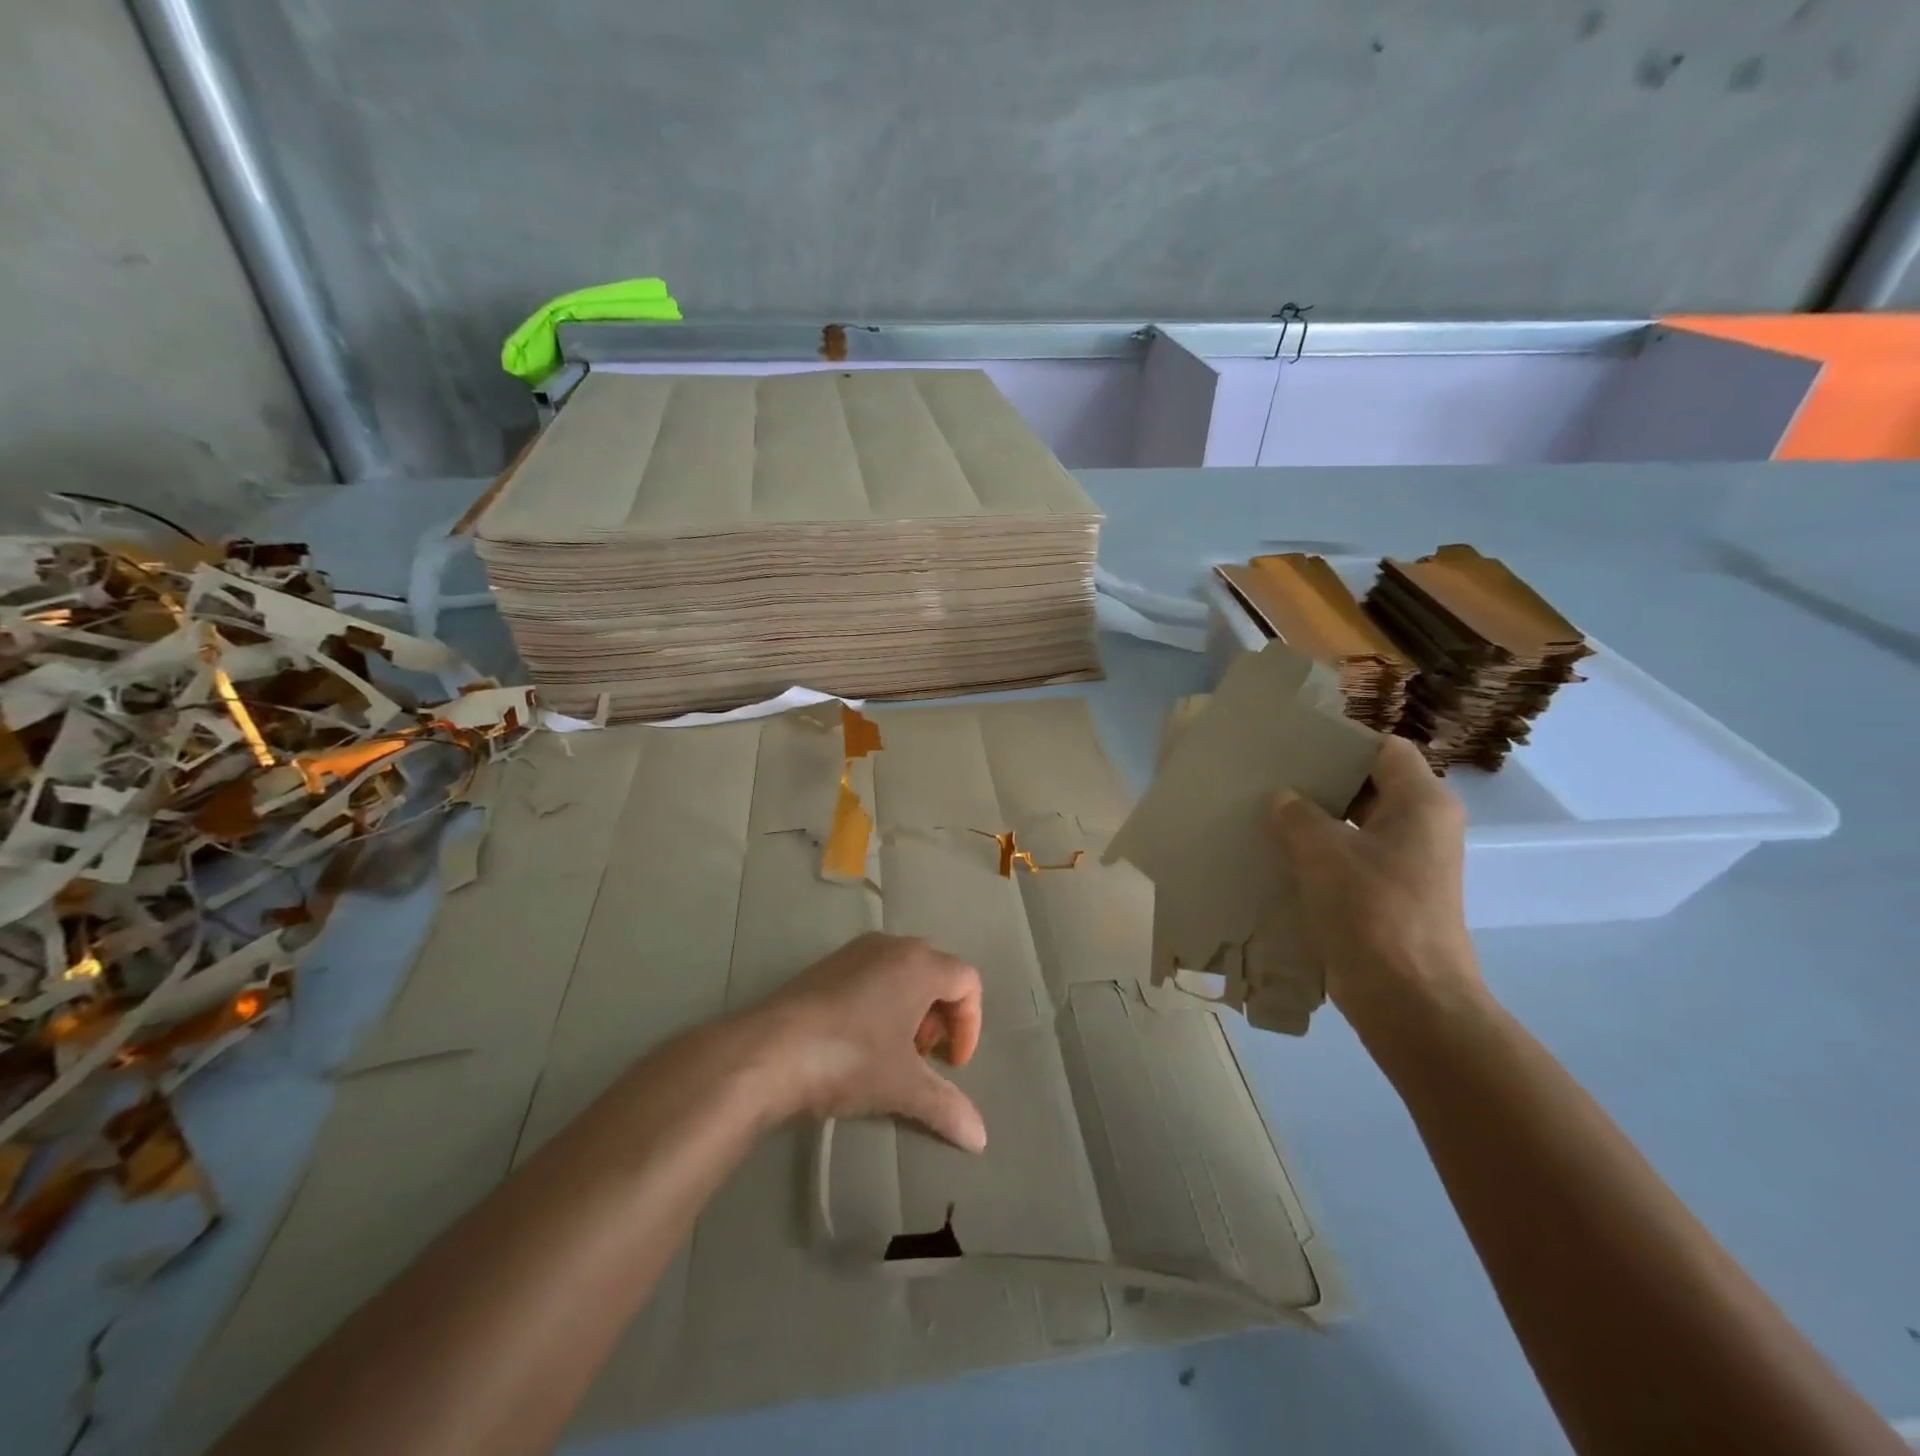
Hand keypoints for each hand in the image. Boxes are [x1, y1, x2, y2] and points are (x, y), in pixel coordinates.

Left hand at [746, 932, 986, 1152]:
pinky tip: (858, 1041)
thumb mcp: (903, 1087)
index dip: (970, 1025)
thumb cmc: (850, 1059)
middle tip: (924, 1056)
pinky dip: (880, 1002)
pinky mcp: (826, 964)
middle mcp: (892, 946)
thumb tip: (980, 1139)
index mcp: (920, 964)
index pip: (967, 982)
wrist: (770, 1051)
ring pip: (902, 972)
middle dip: (940, 1016)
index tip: (951, 1065)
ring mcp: (855, 951)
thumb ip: (947, 1107)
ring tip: (892, 1052)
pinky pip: (871, 974)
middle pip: (936, 973)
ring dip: (910, 1010)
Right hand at [1268, 734, 1483, 1037]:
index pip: (1384, 749)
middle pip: (1370, 785)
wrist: (1408, 999)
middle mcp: (1422, 826)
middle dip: (1321, 782)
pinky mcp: (1390, 894)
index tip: (1295, 745)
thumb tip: (1283, 798)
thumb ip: (1297, 814)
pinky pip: (1352, 857)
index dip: (1341, 743)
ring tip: (1265, 812)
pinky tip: (1278, 855)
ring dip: (1316, 820)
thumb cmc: (1372, 910)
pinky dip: (1320, 853)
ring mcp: (1408, 863)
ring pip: (1357, 824)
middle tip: (1270, 776)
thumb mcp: (1323, 851)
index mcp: (1421, 803)